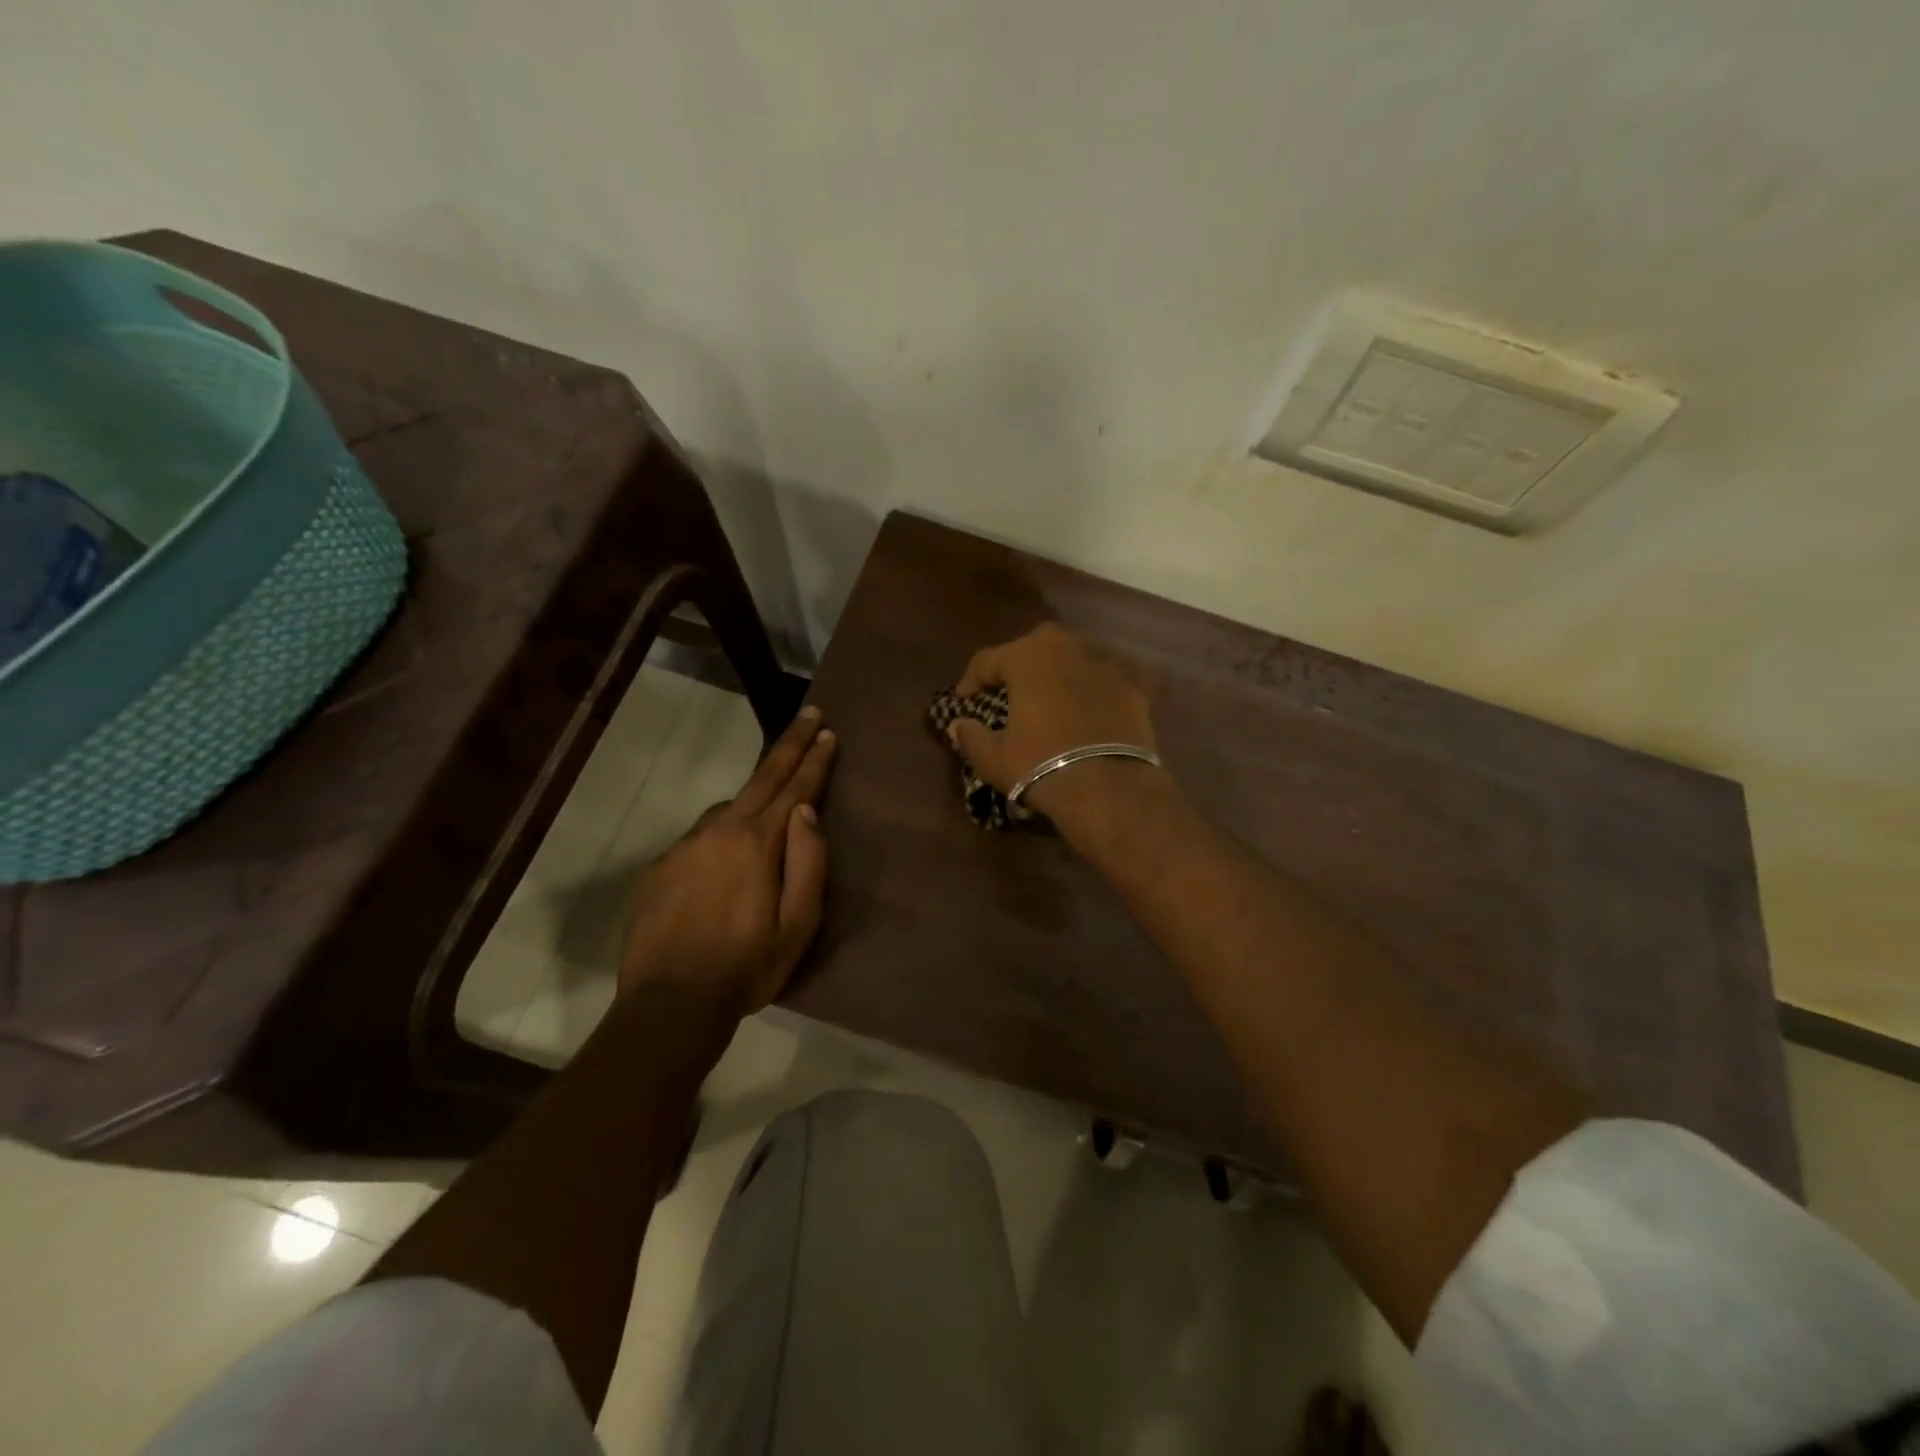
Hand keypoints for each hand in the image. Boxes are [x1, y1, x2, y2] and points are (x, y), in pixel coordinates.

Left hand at [618, 705, 836, 1014]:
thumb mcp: (798, 925)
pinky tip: (725, 860)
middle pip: (761, 778)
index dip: (814, 759)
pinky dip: (721, 833)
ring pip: (727, 808)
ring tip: (771, 805)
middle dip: (789, 744)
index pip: (794, 788)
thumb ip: (808, 862)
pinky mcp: (661, 866)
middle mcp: (719, 831)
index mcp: (757, 843)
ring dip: (754, 796)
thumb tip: (806, 810)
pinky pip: (701, 837)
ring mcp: (684, 846)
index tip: (828, 730)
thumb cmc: (746, 967)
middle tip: (809, 715)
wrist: (669, 1004)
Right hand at [948, 624, 1166, 840]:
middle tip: (1011, 691)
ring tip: (1054, 694)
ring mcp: (1106, 663)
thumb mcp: (994, 758)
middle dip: (1019, 664)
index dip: (971, 680)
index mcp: (1027, 657)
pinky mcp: (1136, 685)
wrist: (1108, 788)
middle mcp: (1067, 648)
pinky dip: (1106, 682)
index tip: (964, 701)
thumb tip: (958, 725)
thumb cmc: (1041, 767)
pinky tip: (1102, 696)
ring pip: (1076, 655)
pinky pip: (1117, 674)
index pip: (987, 660)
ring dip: (1062, 669)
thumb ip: (971, 737)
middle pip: (1035, 646)